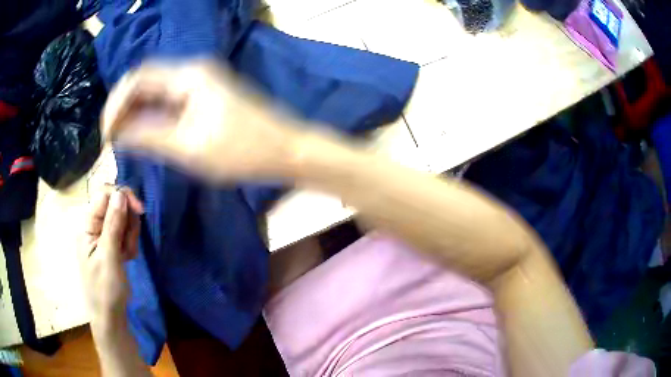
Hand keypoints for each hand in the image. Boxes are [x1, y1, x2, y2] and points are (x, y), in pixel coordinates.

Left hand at [79, 187, 143, 322]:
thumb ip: (113, 225)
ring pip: (123, 220)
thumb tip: (120, 194)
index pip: (104, 195)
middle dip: (127, 223)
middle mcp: (94, 227)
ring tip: (127, 256)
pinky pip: (125, 234)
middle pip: (115, 206)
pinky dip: (130, 244)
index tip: (139, 210)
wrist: (111, 316)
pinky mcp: (112, 245)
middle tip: (129, 247)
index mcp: (88, 226)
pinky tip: (128, 259)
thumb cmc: (106, 289)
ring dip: (130, 236)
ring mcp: (103, 237)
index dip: (122, 196)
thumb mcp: (109, 257)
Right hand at [101, 59, 301, 181]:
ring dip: (136, 112)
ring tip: (122, 140)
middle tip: (111, 138)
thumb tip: (119, 133)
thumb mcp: (189, 147)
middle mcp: (193, 71)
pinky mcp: (204, 97)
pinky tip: (143, 134)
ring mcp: (200, 82)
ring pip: (156, 92)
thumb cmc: (242, 151)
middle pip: (145, 81)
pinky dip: (152, 116)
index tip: (106, 134)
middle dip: (124, 107)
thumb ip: (149, 137)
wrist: (285, 150)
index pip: (139, 78)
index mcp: (189, 75)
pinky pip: (169, 101)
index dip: (116, 103)